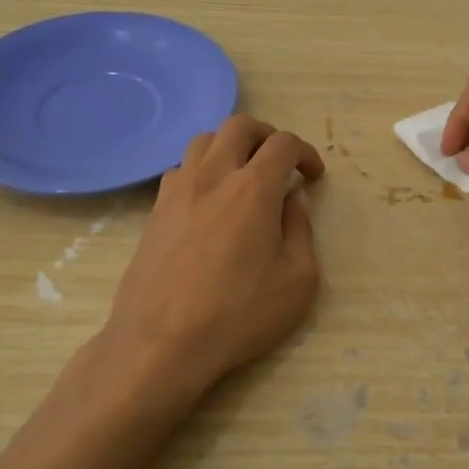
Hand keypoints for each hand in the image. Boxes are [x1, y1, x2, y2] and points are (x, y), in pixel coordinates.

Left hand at [104, 114, 324, 404]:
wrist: (161, 342)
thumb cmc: (238, 314)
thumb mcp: (297, 280)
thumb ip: (300, 231)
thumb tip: (292, 201)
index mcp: (254, 188)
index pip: (283, 144)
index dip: (305, 152)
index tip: (313, 175)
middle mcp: (213, 176)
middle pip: (239, 125)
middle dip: (266, 134)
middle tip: (280, 161)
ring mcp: (177, 191)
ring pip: (203, 141)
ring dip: (229, 147)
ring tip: (242, 174)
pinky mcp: (154, 211)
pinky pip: (180, 170)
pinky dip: (201, 170)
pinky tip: (208, 201)